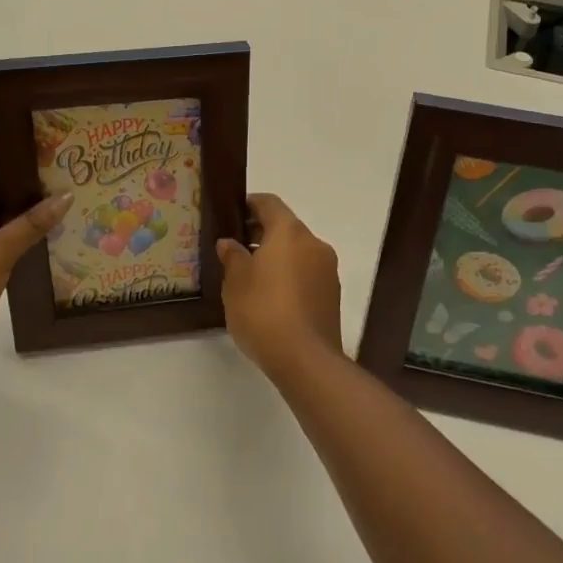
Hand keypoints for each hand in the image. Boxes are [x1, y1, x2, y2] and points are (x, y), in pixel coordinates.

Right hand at [217, 193, 342, 379]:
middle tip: (235, 248)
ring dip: (276, 256)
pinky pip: (306, 273)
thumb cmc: (263, 310)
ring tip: (250, 276)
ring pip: (297, 251)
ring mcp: (327, 270)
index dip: (249, 204)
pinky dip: (289, 275)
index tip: (232, 215)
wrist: (305, 360)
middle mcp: (314, 243)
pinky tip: (270, 297)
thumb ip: (232, 255)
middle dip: (261, 233)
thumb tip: (230, 243)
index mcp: (290, 231)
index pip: (269, 203)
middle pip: (285, 227)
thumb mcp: (235, 281)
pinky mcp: (332, 295)